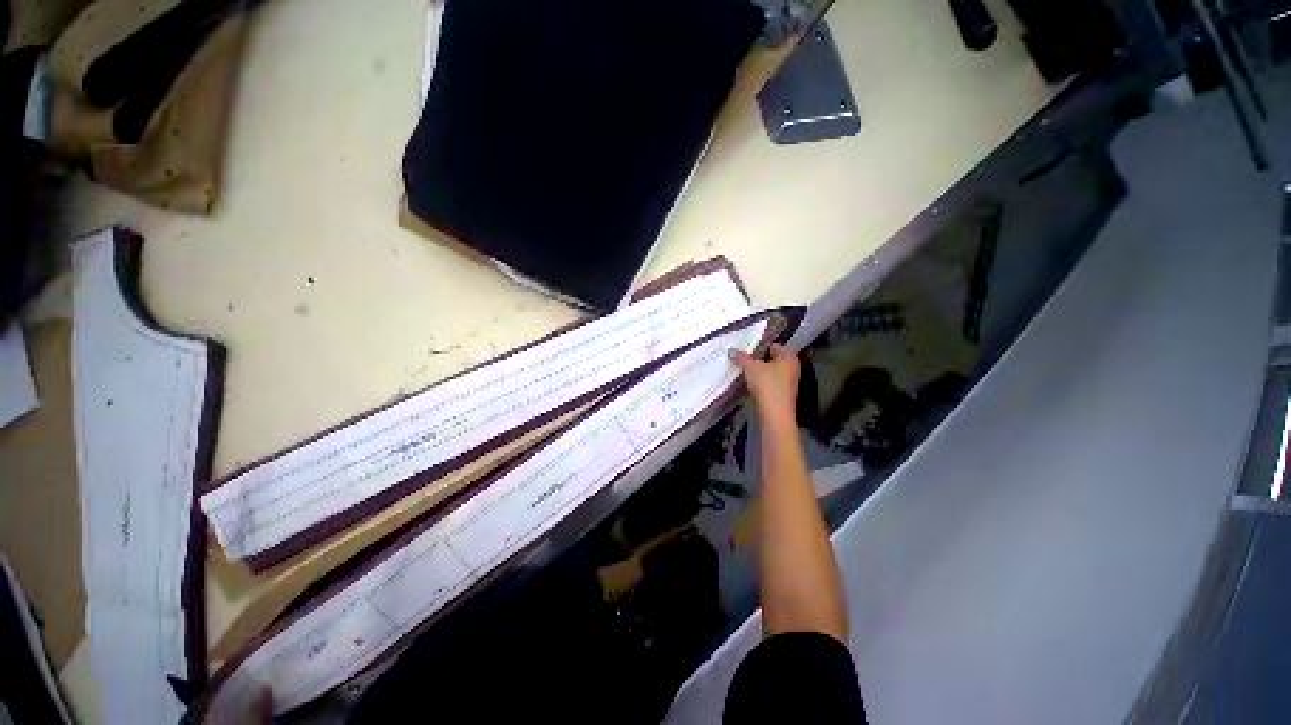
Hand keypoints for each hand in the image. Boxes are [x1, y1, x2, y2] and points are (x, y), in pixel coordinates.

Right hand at [730, 344, 799, 424]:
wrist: (775, 413)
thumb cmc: (767, 384)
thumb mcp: (751, 367)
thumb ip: (741, 357)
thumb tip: (732, 350)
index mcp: (789, 356)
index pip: (774, 345)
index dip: (759, 346)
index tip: (745, 349)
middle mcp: (792, 367)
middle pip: (772, 359)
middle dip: (758, 359)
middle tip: (742, 359)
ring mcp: (789, 382)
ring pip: (771, 372)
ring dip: (759, 372)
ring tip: (744, 371)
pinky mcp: (783, 395)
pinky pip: (770, 383)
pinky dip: (761, 383)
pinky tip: (750, 384)